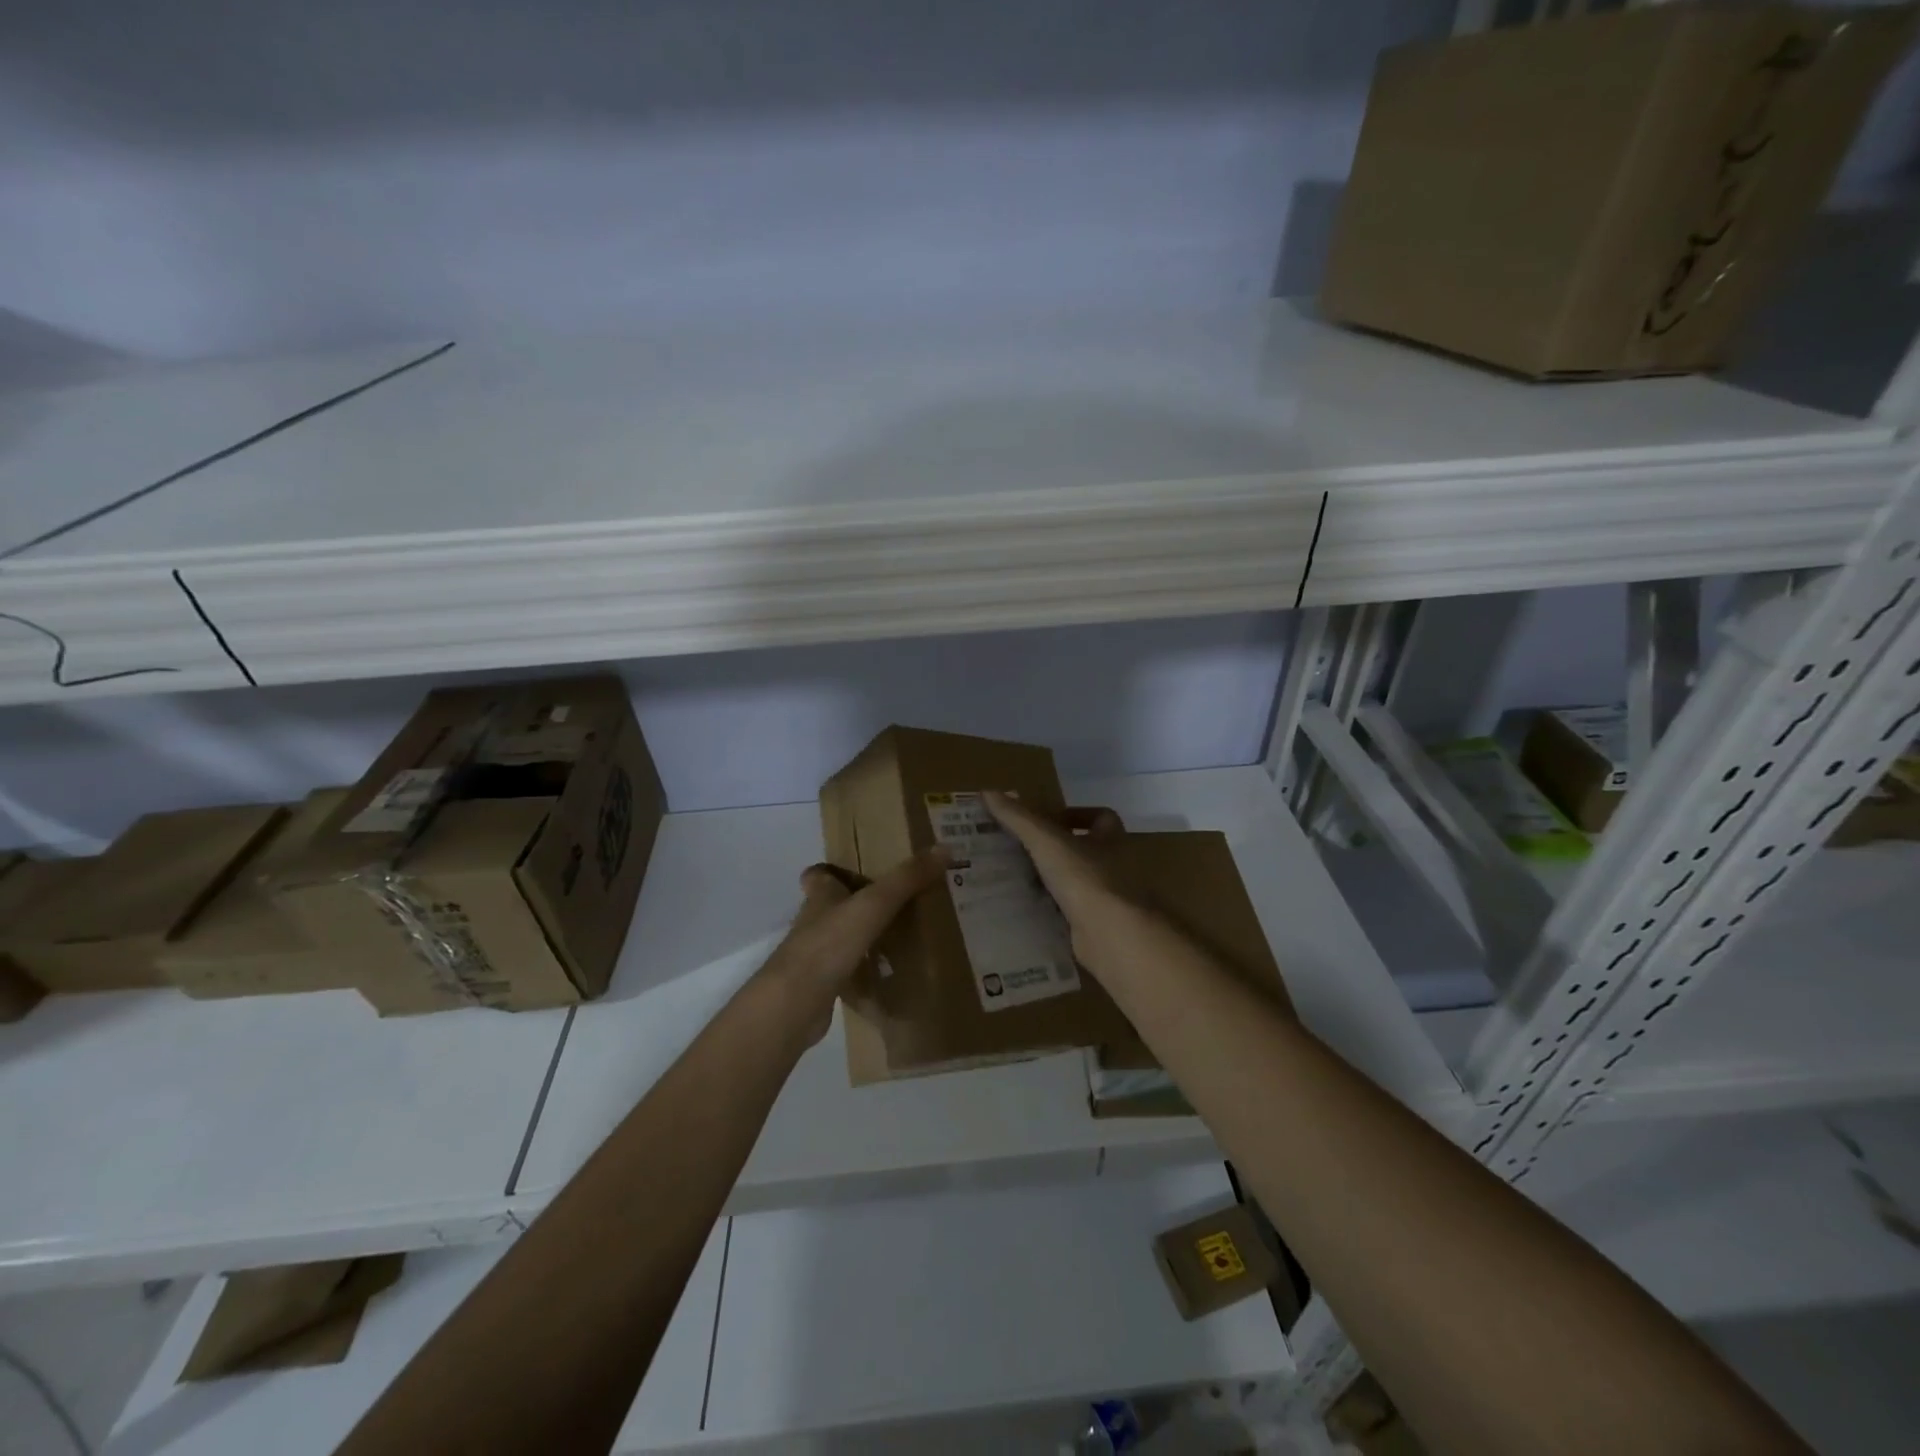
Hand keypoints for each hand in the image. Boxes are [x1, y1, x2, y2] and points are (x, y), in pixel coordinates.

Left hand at [757, 851, 947, 1044]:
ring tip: (901, 937)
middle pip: (834, 907)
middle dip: (858, 904)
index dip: (833, 870)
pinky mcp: (821, 986)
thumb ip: (906, 878)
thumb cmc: (830, 942)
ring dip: (863, 938)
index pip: (819, 875)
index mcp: (820, 896)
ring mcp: (815, 957)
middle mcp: (814, 923)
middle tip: (897, 902)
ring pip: (841, 940)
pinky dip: (865, 972)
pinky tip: (889, 976)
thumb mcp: (875, 903)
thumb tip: (944, 848)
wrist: (795, 1003)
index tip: (859, 868)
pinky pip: (847, 972)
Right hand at [982, 792, 1136, 957]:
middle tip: (1022, 851)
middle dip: (1058, 851)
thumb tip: (986, 792)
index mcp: (1113, 839)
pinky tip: (1029, 912)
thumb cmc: (1086, 878)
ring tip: (1018, 880)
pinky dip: (1055, 912)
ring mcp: (1113, 899)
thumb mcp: (1046, 841)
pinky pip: (1074, 914)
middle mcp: (1118, 867)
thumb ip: (1018, 818)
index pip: (1102, 817)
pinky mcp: (1103, 928)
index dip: (1076, 815)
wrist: (1114, 935)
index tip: (1047, 821)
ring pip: (1080, 884)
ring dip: (1054, 882)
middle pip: (1089, 851)